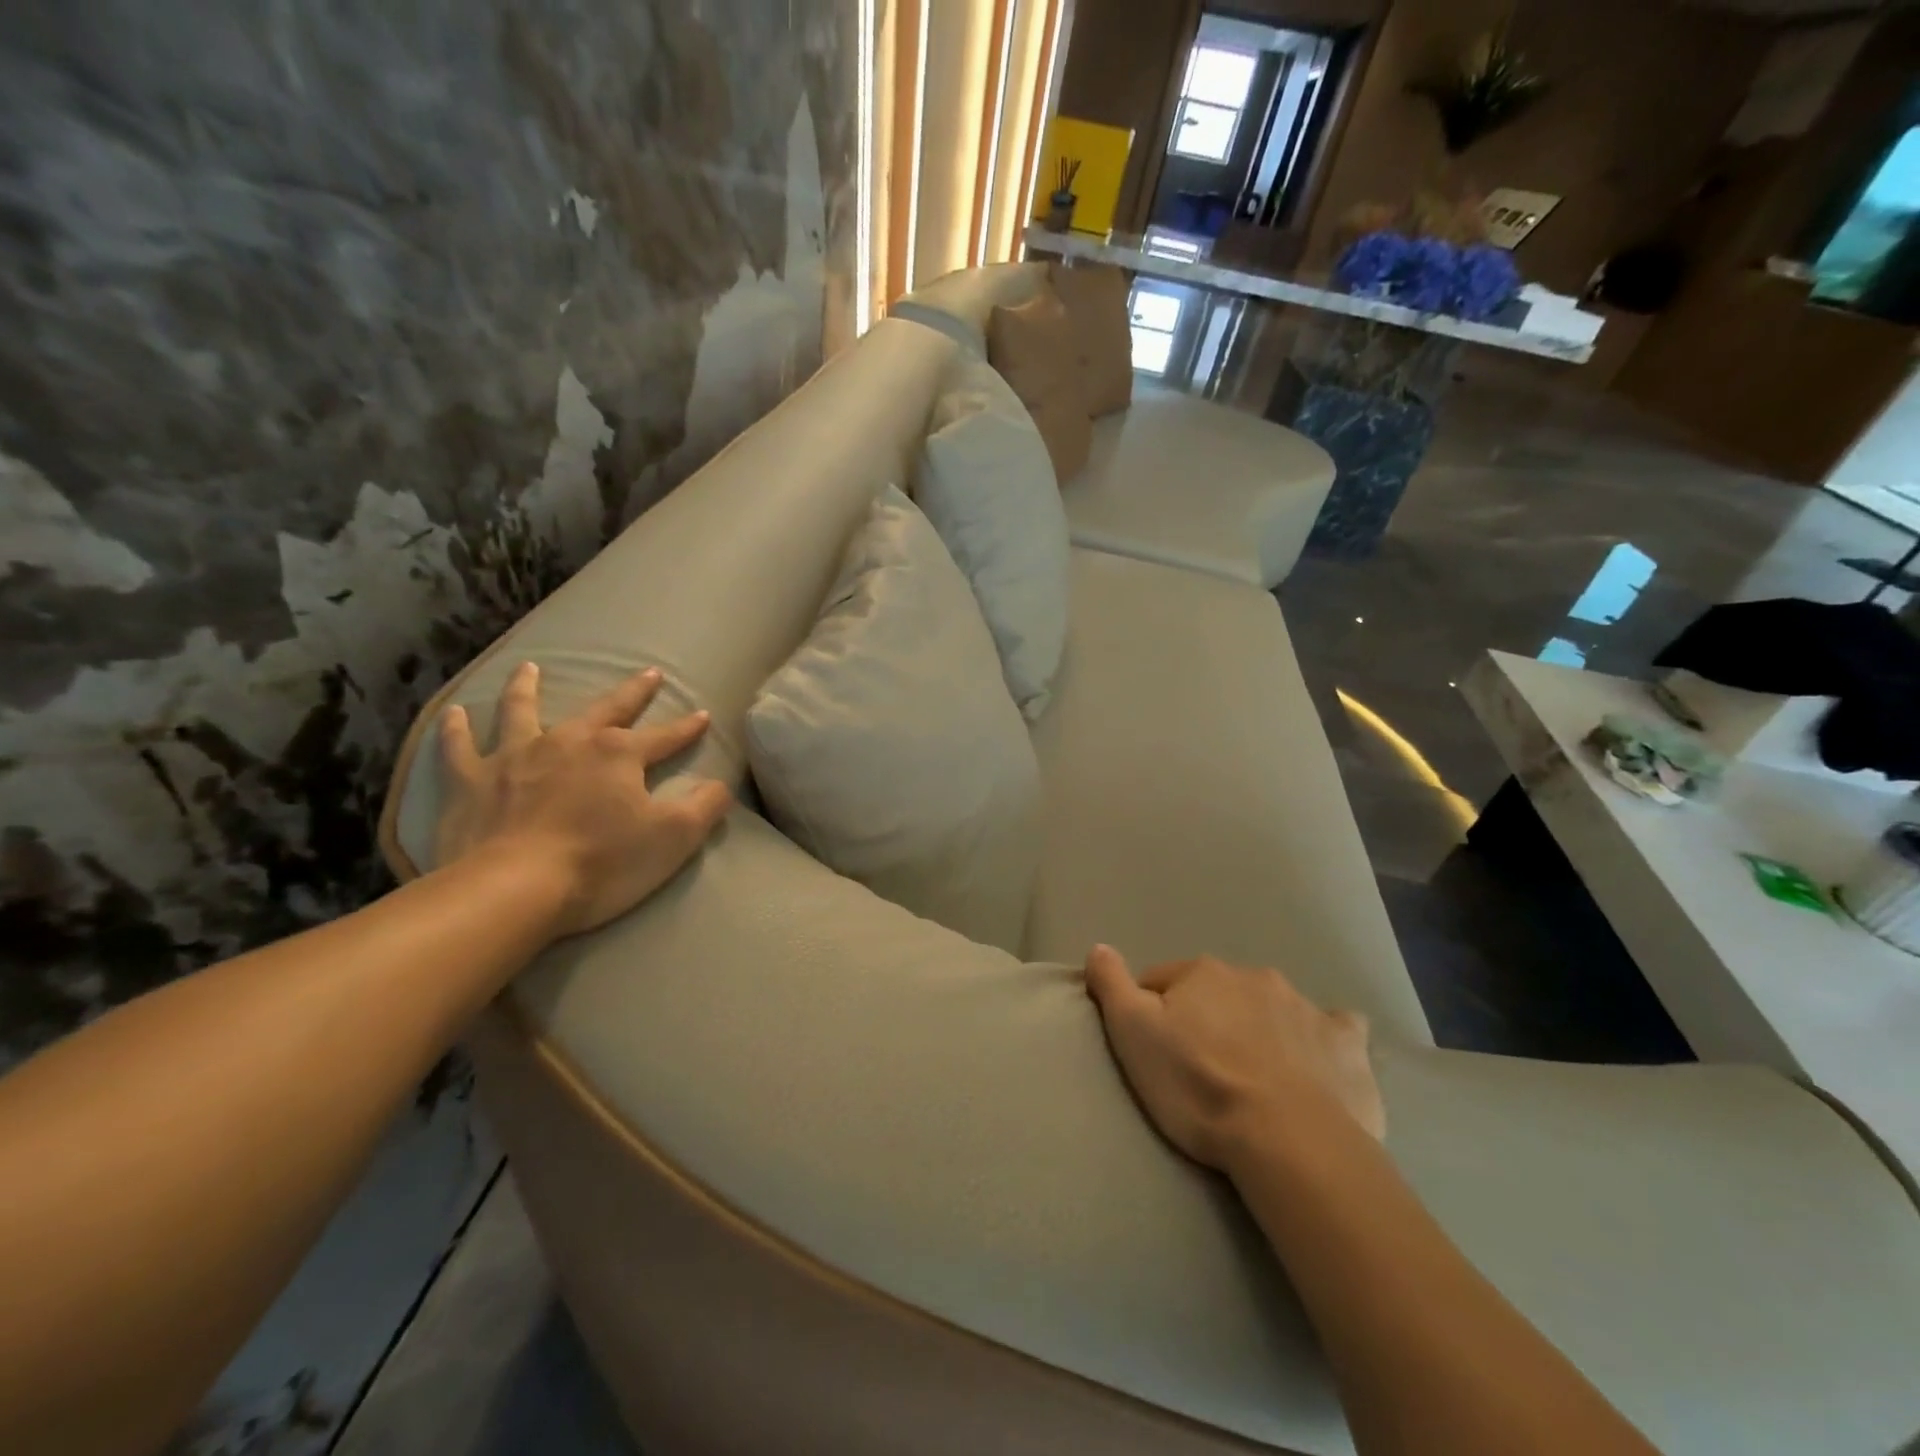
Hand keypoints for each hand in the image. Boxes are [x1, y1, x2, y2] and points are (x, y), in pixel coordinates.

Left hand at [434, 662, 731, 937]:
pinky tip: (454, 715)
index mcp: (618, 754)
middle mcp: (569, 742)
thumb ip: (705, 807)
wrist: (513, 890)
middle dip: (632, 692)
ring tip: (529, 668)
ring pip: (522, 711)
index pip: (664, 736)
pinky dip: (456, 730)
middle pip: (606, 709)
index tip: (702, 716)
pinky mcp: (471, 782)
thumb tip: (721, 785)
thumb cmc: (602, 863)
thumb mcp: (674, 838)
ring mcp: (515, 757)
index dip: (687, 729)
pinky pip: (459, 748)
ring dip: (527, 688)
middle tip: (649, 674)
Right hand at [1084, 947, 1383, 1176]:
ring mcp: (1305, 1007)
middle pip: (1218, 993)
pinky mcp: (1346, 1044)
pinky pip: (1334, 1029)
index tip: (1154, 1052)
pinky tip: (1317, 1065)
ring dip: (1259, 1028)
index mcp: (1203, 973)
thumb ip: (1112, 985)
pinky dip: (1321, 1040)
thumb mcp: (1134, 1035)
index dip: (1151, 1014)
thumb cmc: (1199, 1086)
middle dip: (1208, 1020)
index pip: (1161, 981)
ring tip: (1254, 1079)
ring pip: (1271, 1008)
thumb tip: (1098, 947)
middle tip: (1203, 1070)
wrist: (1288, 1141)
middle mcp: (1254, 977)